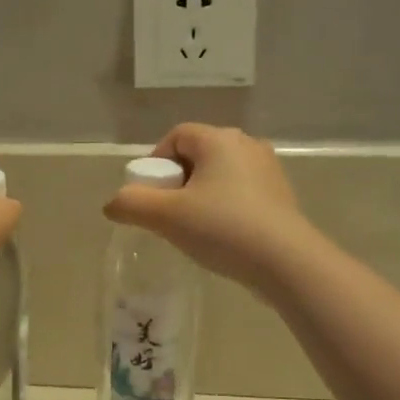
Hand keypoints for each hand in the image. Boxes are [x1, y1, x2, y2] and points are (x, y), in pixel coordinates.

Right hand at [104, 123, 314, 290]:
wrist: (286, 262)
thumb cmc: (222, 228)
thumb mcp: (166, 217)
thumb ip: (131, 204)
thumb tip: (113, 204)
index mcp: (218, 139)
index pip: (176, 136)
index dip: (155, 163)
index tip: (150, 196)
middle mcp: (246, 145)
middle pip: (198, 154)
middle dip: (177, 181)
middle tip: (168, 214)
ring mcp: (268, 170)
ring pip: (220, 175)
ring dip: (200, 196)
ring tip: (193, 229)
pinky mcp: (281, 195)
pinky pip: (241, 193)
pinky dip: (224, 207)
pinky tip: (222, 236)